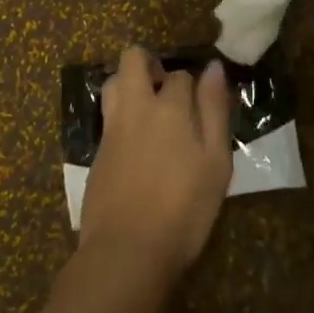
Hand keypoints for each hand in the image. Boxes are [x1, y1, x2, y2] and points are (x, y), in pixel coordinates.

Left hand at [79, 46, 232, 281]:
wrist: (126, 252)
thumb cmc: (183, 208)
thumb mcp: (216, 162)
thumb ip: (215, 111)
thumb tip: (214, 68)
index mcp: (169, 107)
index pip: (181, 75)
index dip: (193, 85)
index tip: (203, 103)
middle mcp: (136, 108)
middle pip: (133, 60)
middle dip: (149, 63)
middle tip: (166, 90)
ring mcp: (111, 130)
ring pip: (113, 83)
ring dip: (129, 84)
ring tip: (149, 110)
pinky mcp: (97, 154)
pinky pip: (108, 117)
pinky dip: (121, 116)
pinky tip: (136, 143)